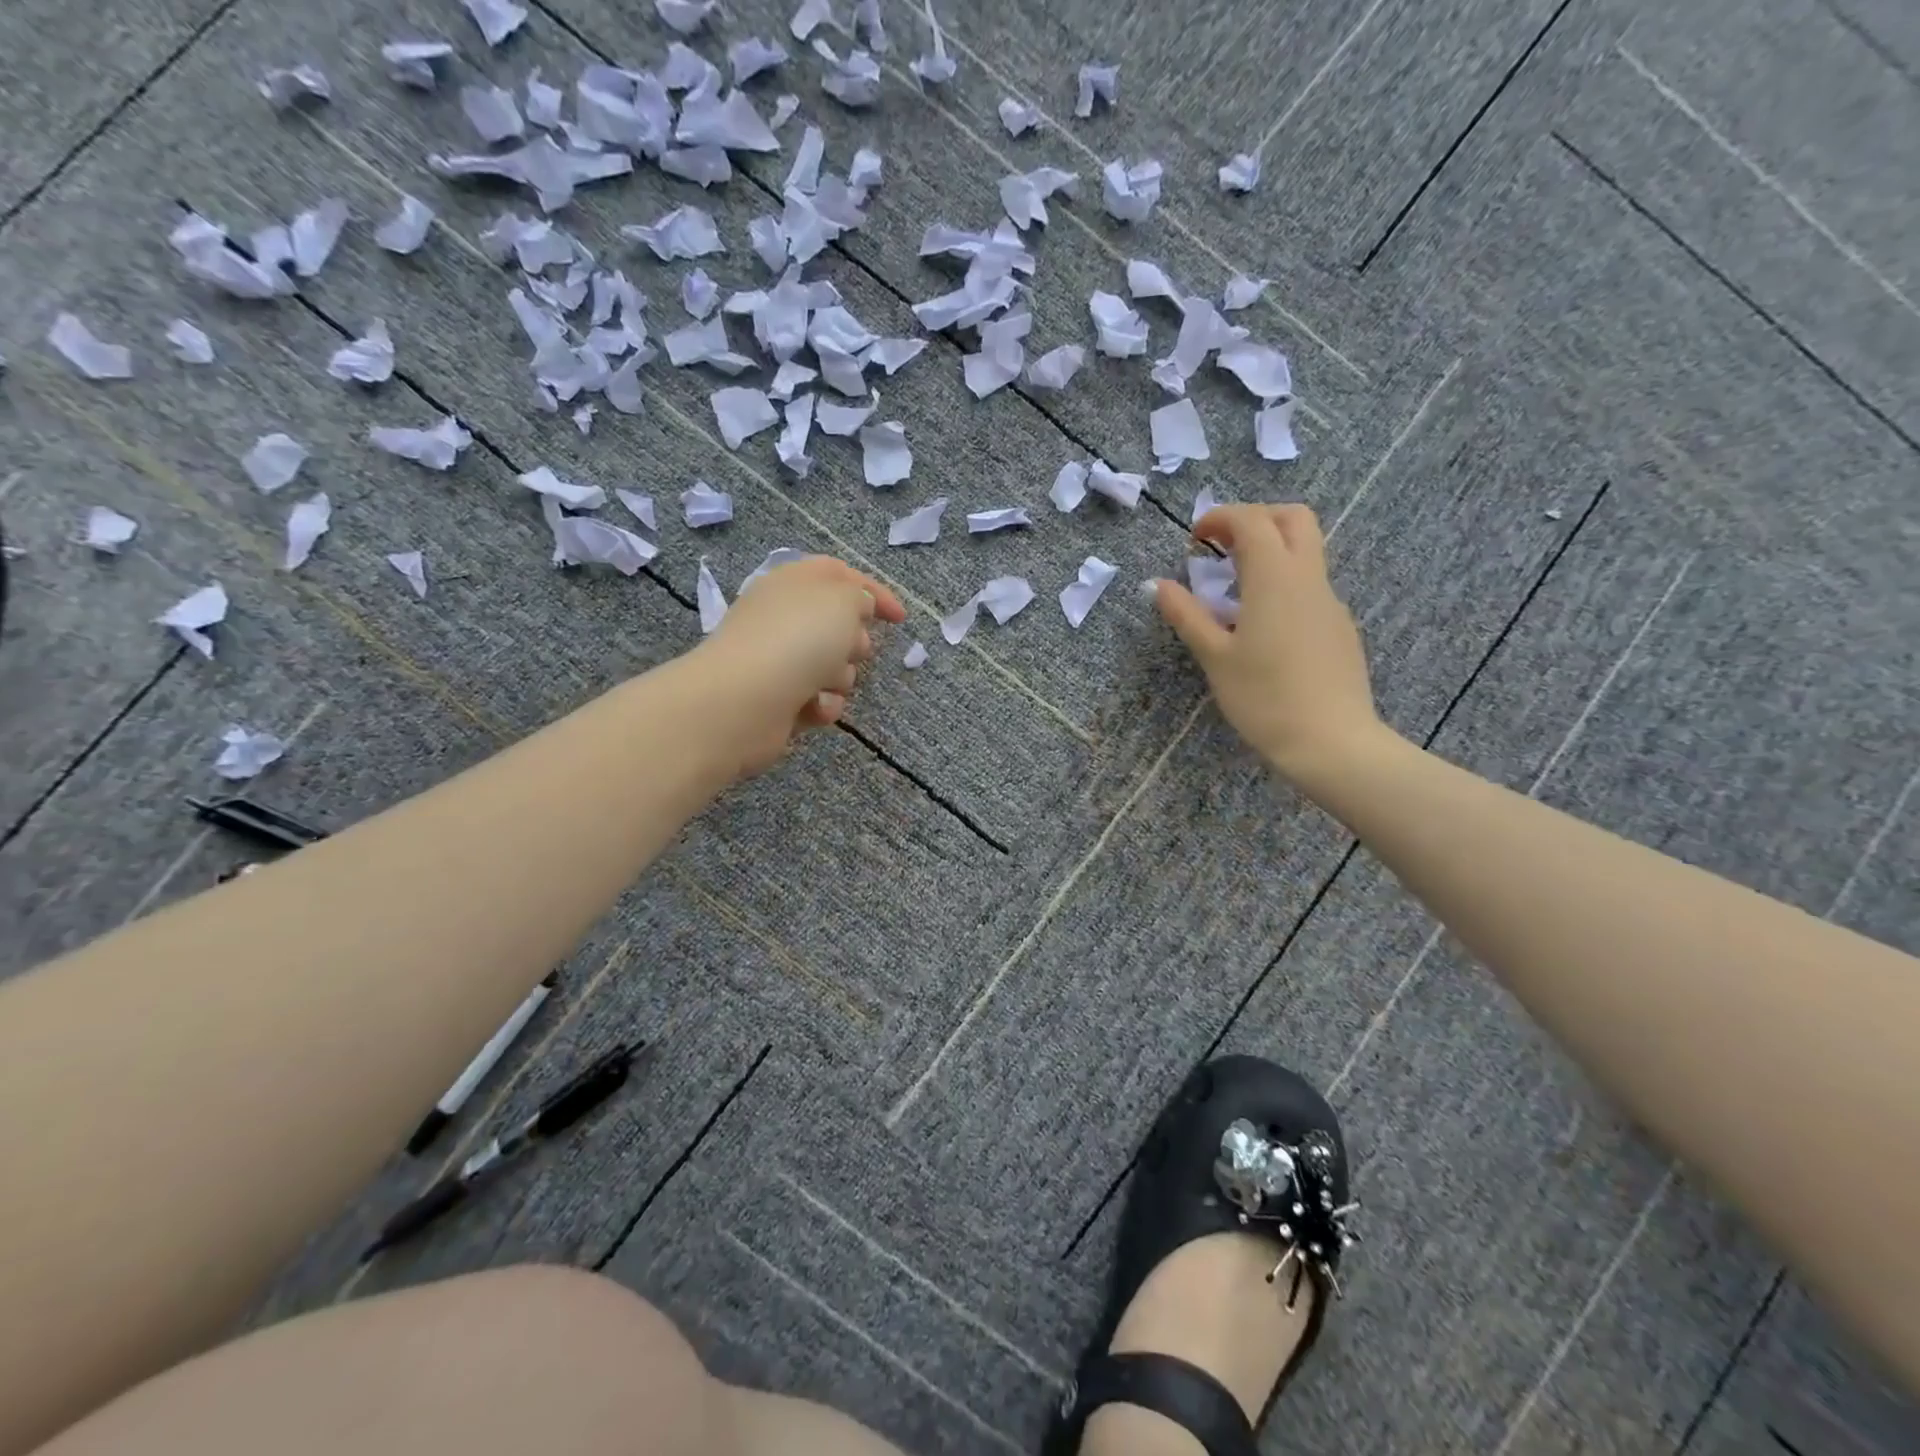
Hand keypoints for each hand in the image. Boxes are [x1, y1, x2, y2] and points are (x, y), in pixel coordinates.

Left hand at [691, 554, 905, 776]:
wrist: (744, 701)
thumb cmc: (798, 640)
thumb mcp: (842, 601)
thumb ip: (860, 596)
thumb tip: (857, 610)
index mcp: (793, 583)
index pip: (839, 575)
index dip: (873, 592)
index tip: (900, 619)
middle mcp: (783, 618)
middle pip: (837, 625)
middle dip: (855, 641)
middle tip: (855, 648)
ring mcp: (778, 660)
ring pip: (832, 667)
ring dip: (840, 677)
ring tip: (826, 682)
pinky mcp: (778, 700)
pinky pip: (818, 700)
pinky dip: (822, 705)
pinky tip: (814, 708)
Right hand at [1155, 504, 1389, 783]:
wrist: (1330, 741)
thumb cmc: (1264, 697)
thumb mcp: (1215, 657)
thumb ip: (1187, 615)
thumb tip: (1159, 585)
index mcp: (1275, 578)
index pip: (1251, 522)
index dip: (1220, 518)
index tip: (1194, 539)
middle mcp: (1309, 578)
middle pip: (1293, 518)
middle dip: (1256, 518)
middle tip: (1223, 547)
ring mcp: (1330, 602)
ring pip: (1307, 551)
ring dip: (1271, 551)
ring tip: (1235, 590)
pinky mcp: (1339, 627)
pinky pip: (1311, 586)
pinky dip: (1284, 583)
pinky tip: (1263, 626)